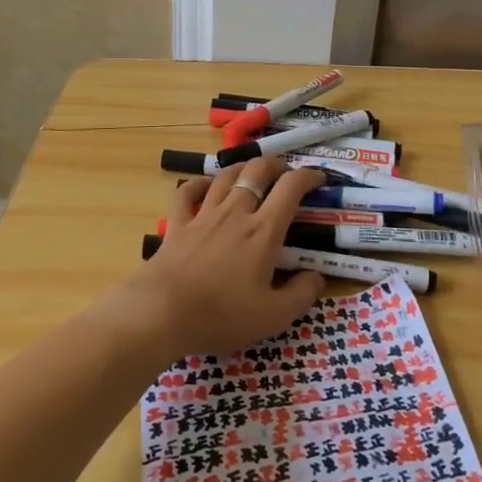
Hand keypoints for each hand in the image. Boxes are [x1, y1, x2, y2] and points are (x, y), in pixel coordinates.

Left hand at [112, 158, 328, 359]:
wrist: (163, 313)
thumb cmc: (222, 315)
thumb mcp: (273, 316)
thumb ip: (302, 294)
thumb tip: (317, 276)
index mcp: (263, 231)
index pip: (290, 188)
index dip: (308, 176)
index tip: (318, 179)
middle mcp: (235, 213)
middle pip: (257, 171)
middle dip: (276, 165)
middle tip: (286, 172)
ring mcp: (203, 215)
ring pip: (225, 176)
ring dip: (242, 167)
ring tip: (252, 171)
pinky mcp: (178, 225)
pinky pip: (188, 192)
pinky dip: (199, 183)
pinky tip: (205, 185)